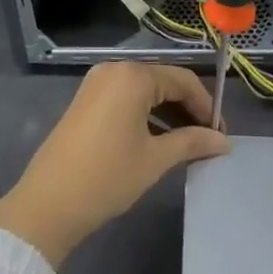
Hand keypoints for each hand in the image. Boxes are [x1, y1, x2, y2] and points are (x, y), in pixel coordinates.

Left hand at [0, 63, 229, 267]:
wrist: (48, 203)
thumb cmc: (108, 176)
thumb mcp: (155, 159)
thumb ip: (192, 143)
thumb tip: (224, 141)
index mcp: (133, 76)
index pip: (183, 80)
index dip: (206, 106)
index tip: (221, 135)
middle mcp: (114, 70)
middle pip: (163, 81)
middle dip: (188, 109)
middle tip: (208, 141)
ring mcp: (95, 83)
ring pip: (144, 91)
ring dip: (168, 112)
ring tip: (187, 144)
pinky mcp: (85, 100)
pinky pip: (125, 98)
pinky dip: (145, 114)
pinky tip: (158, 140)